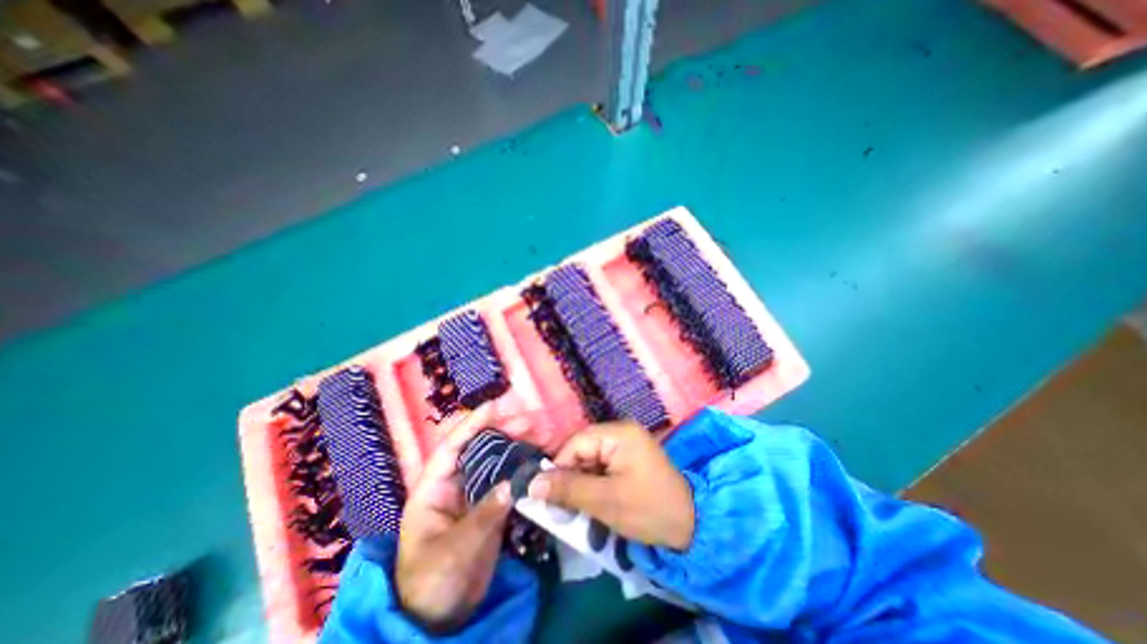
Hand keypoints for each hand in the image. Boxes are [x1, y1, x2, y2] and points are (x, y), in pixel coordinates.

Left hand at [401, 407, 516, 634]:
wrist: (440, 617)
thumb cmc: (431, 582)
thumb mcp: (454, 550)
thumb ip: (484, 516)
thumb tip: (513, 484)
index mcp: (433, 487)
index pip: (451, 447)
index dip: (472, 424)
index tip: (495, 405)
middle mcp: (454, 483)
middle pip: (478, 448)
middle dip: (501, 430)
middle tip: (529, 421)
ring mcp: (474, 493)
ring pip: (495, 460)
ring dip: (515, 446)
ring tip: (539, 435)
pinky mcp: (489, 505)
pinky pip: (506, 479)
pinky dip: (521, 468)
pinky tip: (537, 461)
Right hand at [526, 420, 687, 549]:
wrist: (693, 526)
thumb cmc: (649, 509)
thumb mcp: (605, 501)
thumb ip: (568, 489)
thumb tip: (531, 484)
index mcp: (618, 433)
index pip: (576, 443)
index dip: (559, 467)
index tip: (548, 495)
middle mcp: (621, 432)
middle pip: (582, 451)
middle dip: (571, 478)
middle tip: (562, 507)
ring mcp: (626, 445)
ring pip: (590, 461)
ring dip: (581, 484)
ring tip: (577, 509)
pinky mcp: (629, 459)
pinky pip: (602, 467)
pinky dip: (594, 485)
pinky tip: (593, 504)